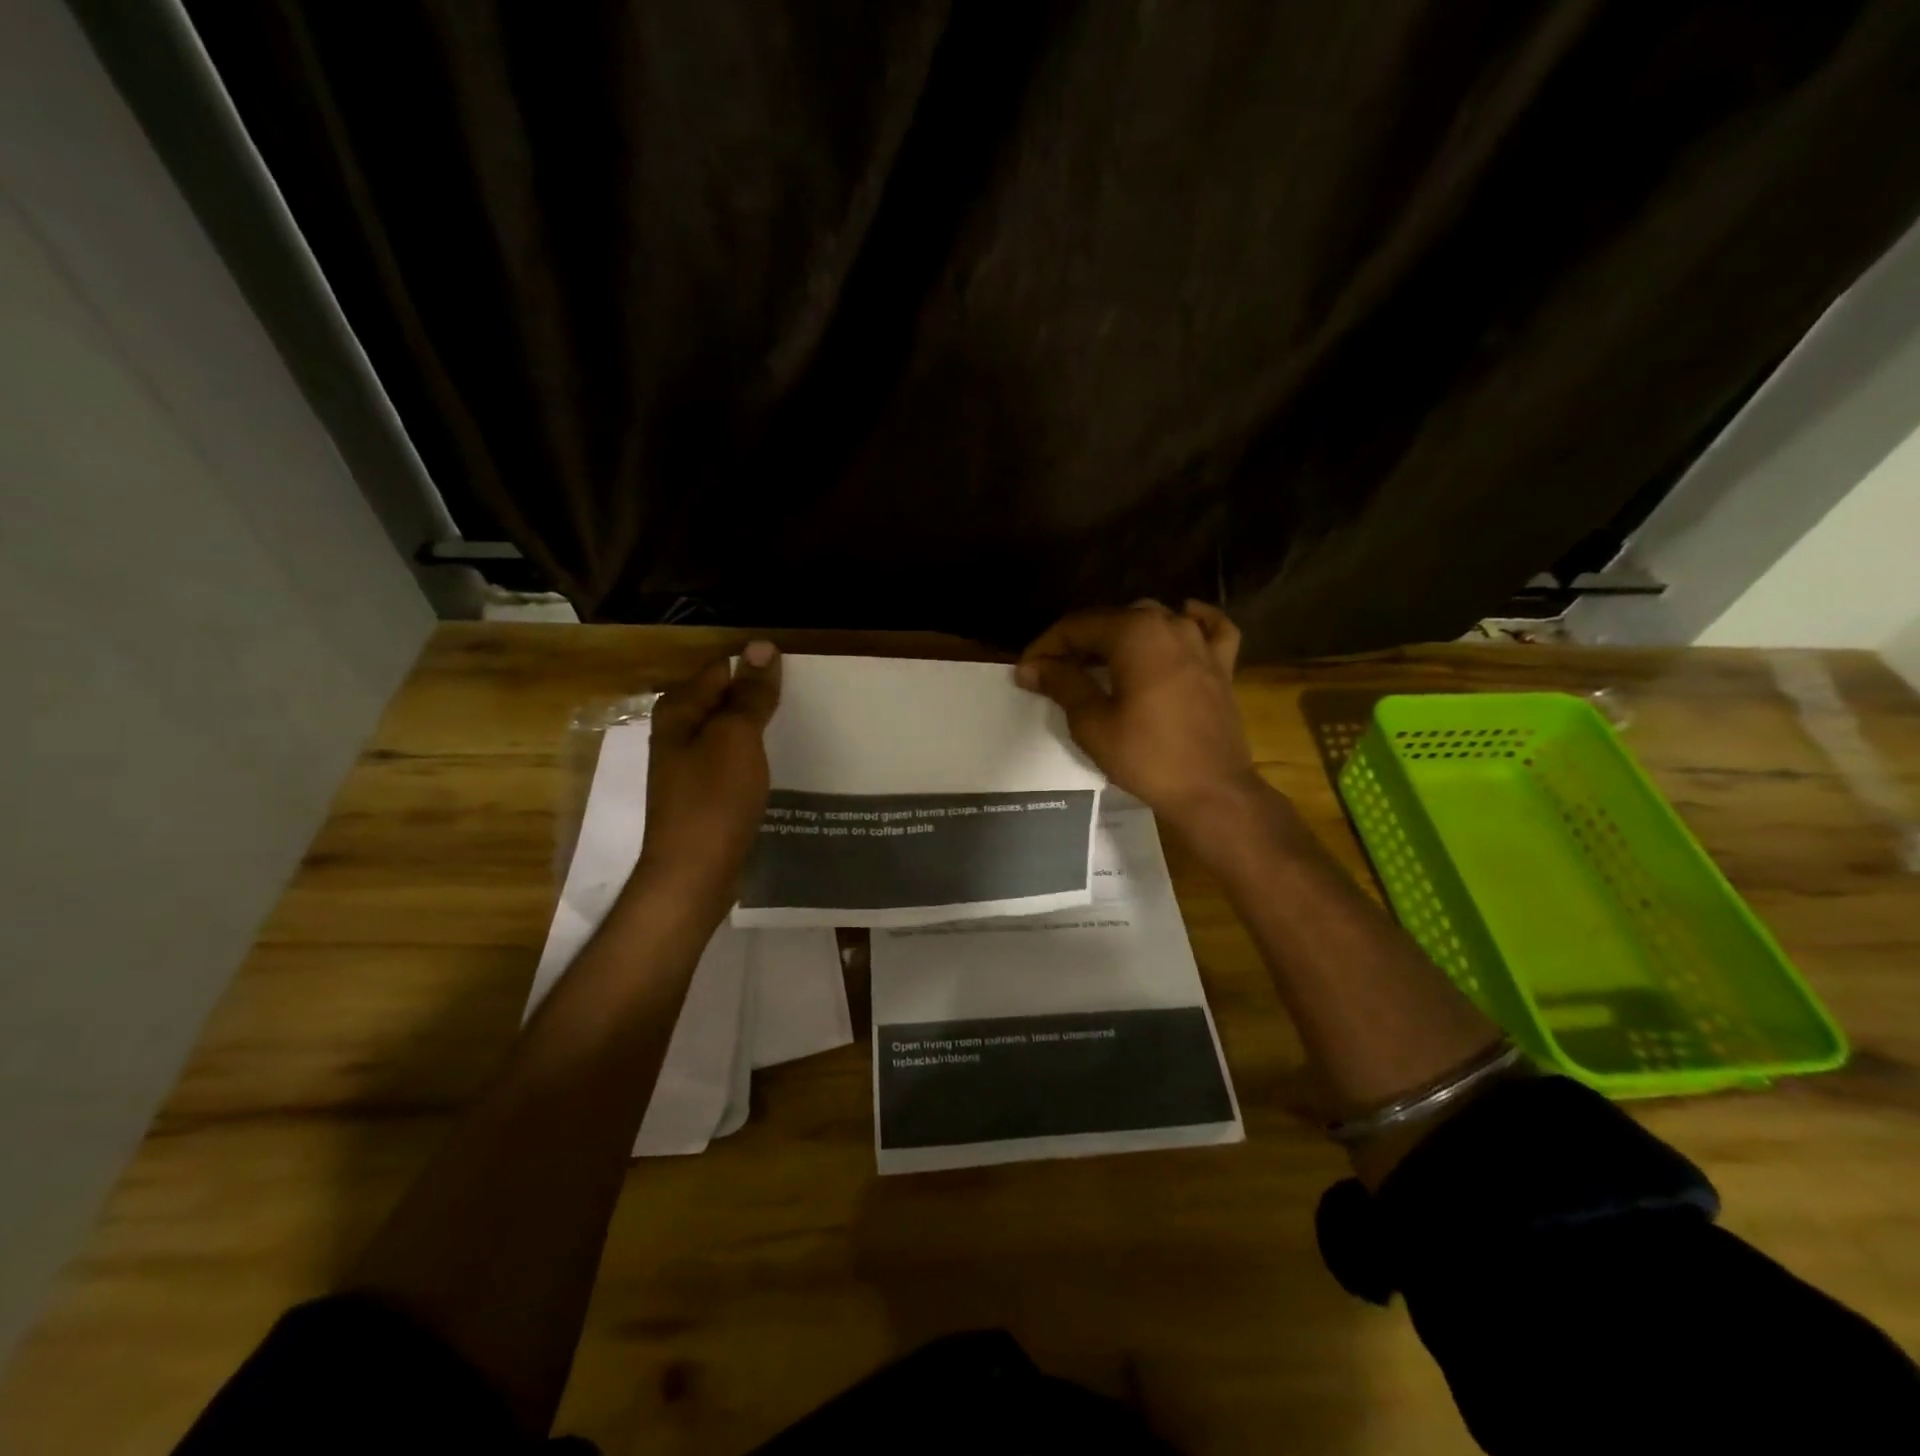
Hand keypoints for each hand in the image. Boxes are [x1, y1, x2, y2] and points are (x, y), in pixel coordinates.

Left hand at [632, 642, 780, 915]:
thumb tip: (761, 646)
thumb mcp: (736, 738)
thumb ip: (750, 693)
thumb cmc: (714, 799)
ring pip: (733, 733)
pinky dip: (757, 758)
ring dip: (762, 730)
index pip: (723, 669)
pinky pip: (735, 762)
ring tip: (804, 729)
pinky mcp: (706, 794)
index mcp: (679, 710)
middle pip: (726, 700)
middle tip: (808, 702)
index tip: (798, 677)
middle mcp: (679, 733)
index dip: (758, 669)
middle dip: (762, 699)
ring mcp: (691, 766)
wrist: (694, 874)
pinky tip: (783, 765)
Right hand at [1016, 601, 1261, 833]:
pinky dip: (1191, 622)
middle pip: (1112, 621)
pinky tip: (1180, 622)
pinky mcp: (1222, 665)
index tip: (1027, 672)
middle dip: (1078, 643)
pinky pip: (1208, 630)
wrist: (1212, 791)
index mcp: (1134, 632)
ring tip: (1099, 663)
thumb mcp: (1092, 722)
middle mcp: (1169, 624)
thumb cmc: (1146, 756)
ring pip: (1153, 621)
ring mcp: (1201, 642)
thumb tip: (1032, 666)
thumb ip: (1062, 683)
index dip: (1046, 646)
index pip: (1077, 627)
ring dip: (1121, 636)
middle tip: (1054, 673)